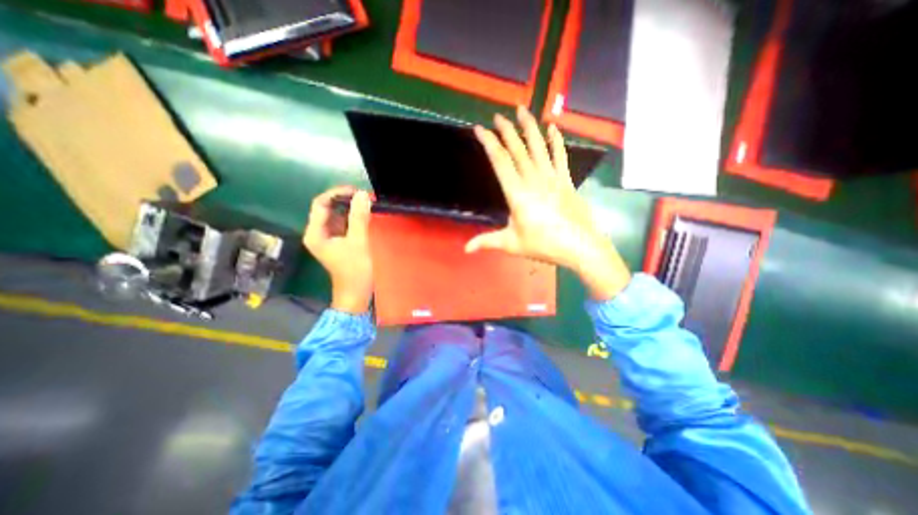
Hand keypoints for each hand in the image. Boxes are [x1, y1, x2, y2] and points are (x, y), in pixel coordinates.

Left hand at [302, 184, 371, 312]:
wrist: (356, 293)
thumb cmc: (354, 270)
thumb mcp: (358, 242)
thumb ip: (359, 218)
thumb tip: (362, 195)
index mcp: (315, 233)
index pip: (321, 204)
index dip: (337, 193)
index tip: (356, 191)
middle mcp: (318, 233)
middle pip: (328, 208)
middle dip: (345, 201)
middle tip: (364, 197)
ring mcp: (329, 238)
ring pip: (337, 216)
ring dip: (351, 209)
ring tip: (367, 204)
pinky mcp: (339, 242)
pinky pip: (344, 224)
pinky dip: (353, 218)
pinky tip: (365, 216)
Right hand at [466, 107, 631, 300]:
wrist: (579, 246)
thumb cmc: (543, 245)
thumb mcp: (512, 244)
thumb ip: (487, 242)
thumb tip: (465, 249)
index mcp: (517, 193)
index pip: (500, 161)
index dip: (489, 143)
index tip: (480, 129)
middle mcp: (533, 179)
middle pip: (517, 149)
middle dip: (506, 131)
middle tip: (497, 116)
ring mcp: (552, 177)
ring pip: (538, 146)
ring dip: (529, 127)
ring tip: (522, 110)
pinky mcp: (566, 180)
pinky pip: (560, 156)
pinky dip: (556, 141)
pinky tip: (553, 128)